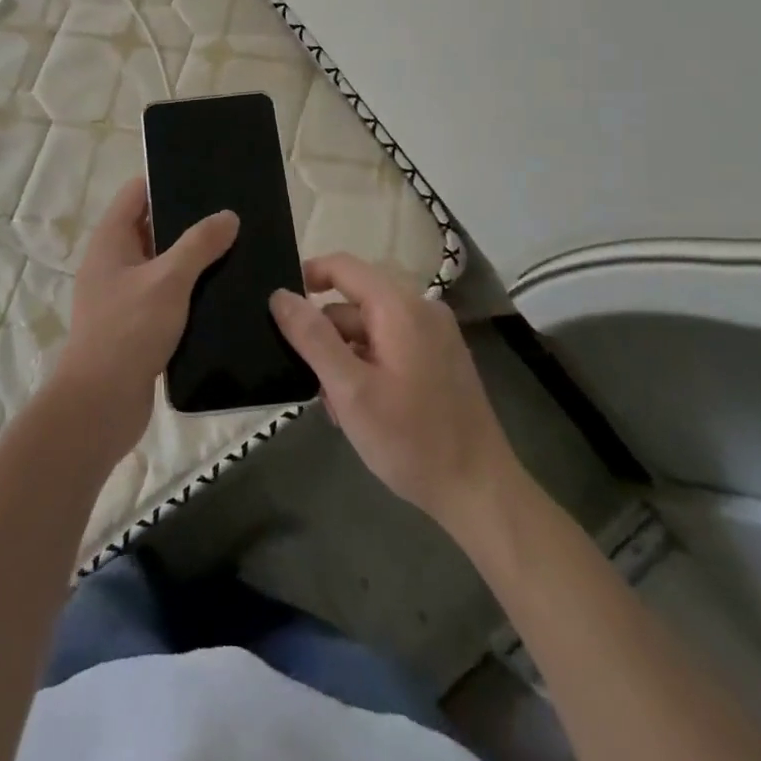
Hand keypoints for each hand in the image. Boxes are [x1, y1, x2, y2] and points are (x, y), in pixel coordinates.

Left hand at [48, 176, 238, 460]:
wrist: (101, 404)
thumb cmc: (128, 331)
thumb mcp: (168, 281)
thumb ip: (198, 245)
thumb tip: (228, 215)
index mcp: (111, 239)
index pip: (137, 192)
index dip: (167, 180)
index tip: (206, 177)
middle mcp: (113, 260)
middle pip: (152, 226)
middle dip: (188, 220)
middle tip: (232, 215)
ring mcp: (124, 293)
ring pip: (163, 262)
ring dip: (193, 258)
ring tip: (237, 248)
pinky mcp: (137, 323)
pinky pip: (167, 294)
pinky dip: (190, 289)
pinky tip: (223, 291)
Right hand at [270, 253, 517, 521]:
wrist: (481, 494)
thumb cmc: (412, 440)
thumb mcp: (350, 390)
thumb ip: (312, 337)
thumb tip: (279, 295)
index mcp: (400, 307)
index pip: (342, 266)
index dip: (306, 277)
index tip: (279, 310)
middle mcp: (421, 309)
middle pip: (354, 301)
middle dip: (326, 335)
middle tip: (311, 380)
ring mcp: (435, 335)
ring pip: (369, 327)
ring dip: (345, 357)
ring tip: (337, 407)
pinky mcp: (440, 358)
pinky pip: (390, 344)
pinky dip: (368, 365)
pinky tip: (362, 408)